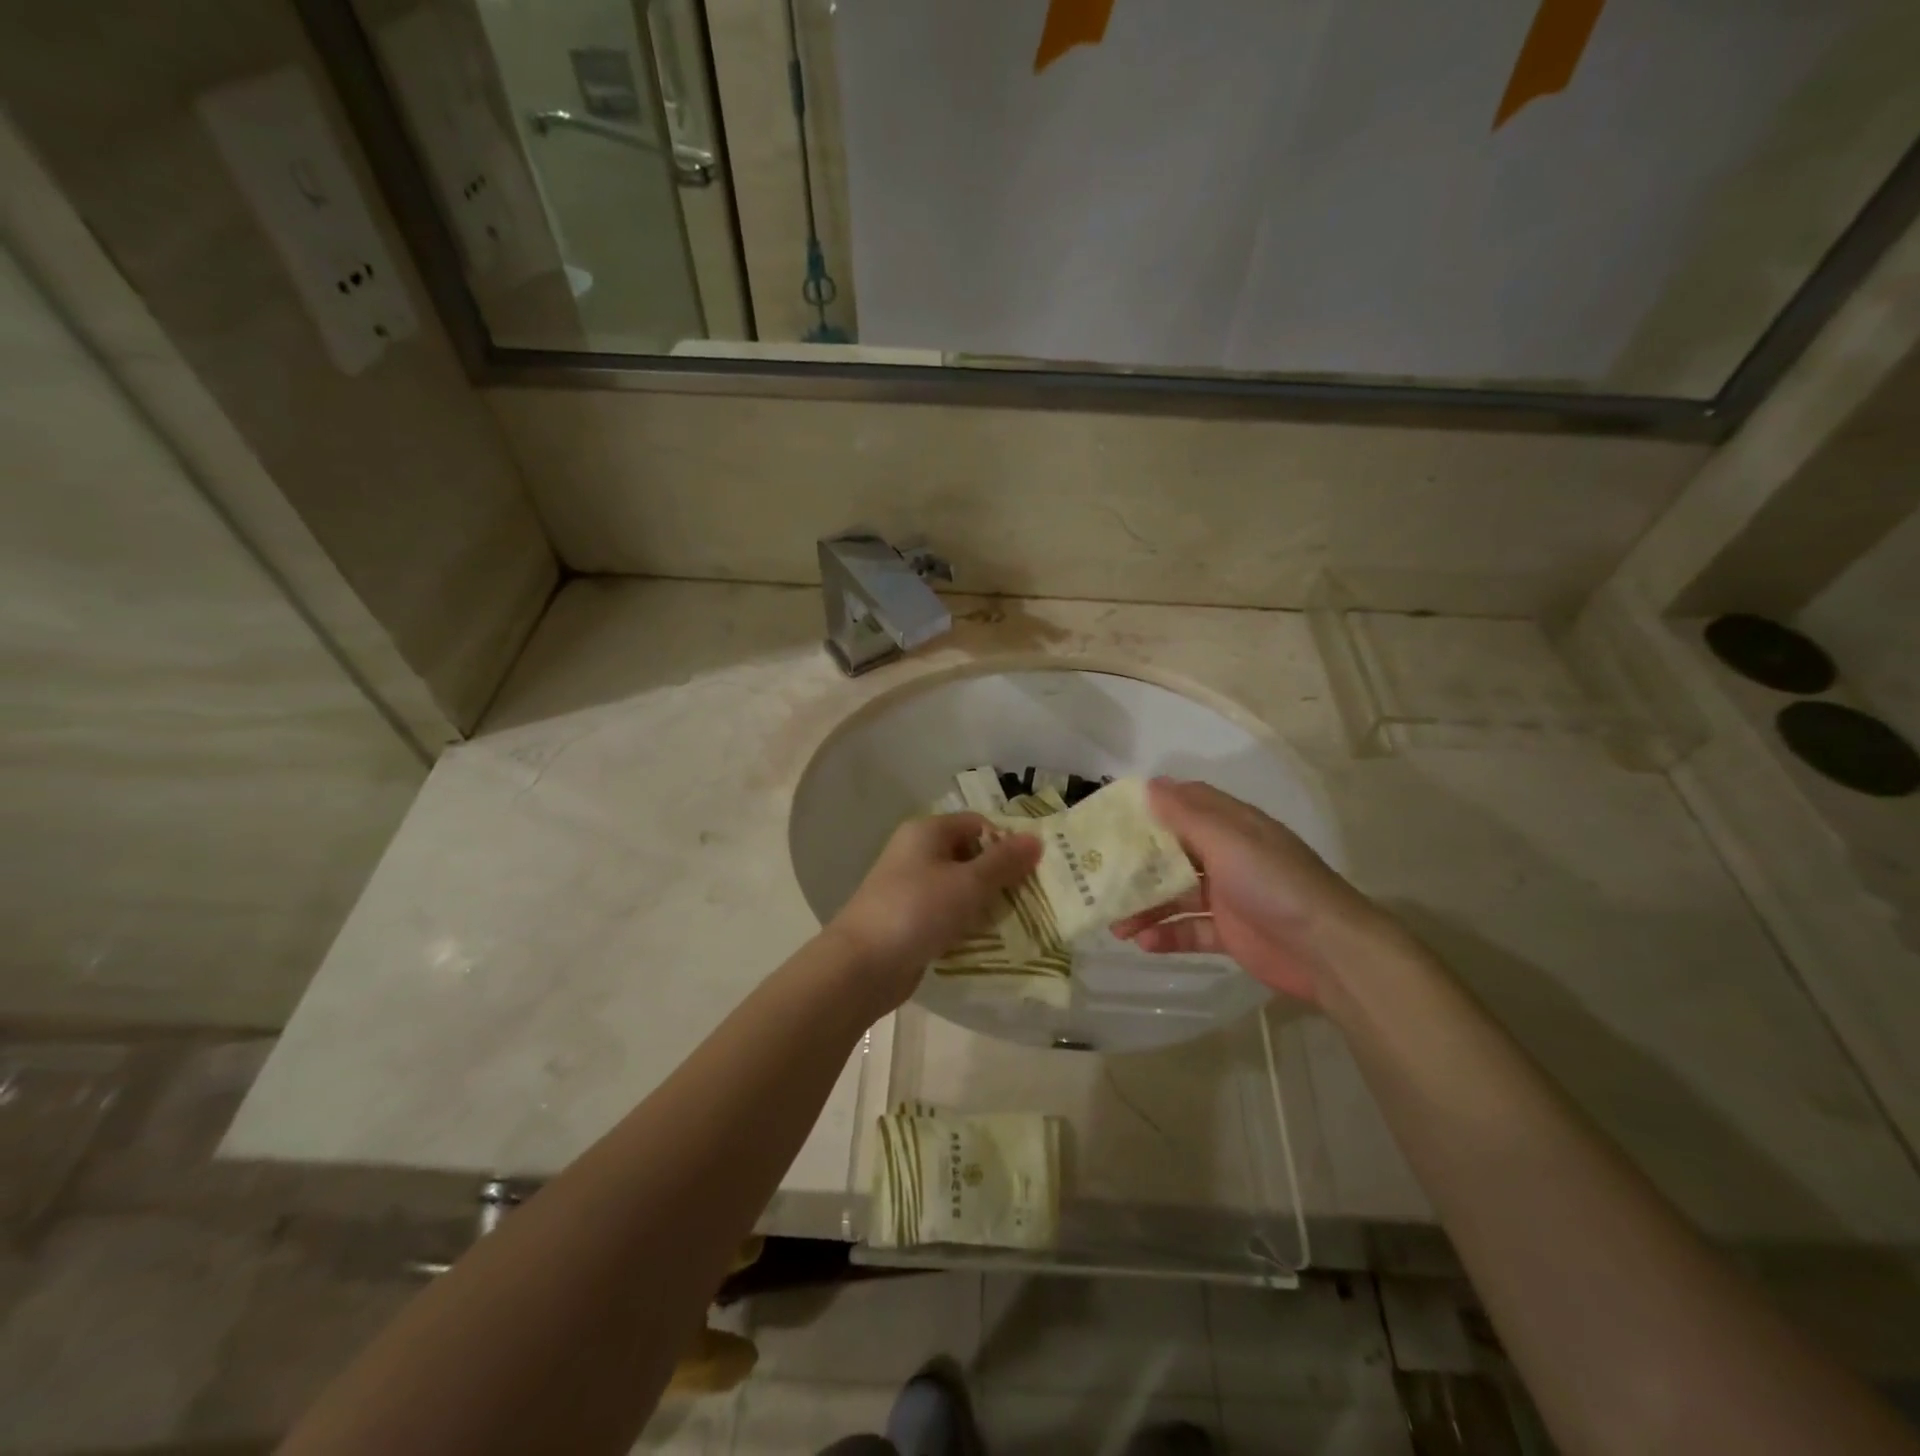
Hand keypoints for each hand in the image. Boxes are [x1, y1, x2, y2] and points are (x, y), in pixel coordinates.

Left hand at [828, 813, 1041, 1007]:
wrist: (861, 965)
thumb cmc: (917, 911)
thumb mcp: (968, 883)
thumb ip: (1004, 862)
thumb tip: (1036, 838)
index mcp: (927, 832)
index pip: (977, 824)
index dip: (1006, 841)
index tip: (1034, 868)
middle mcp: (916, 854)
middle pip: (969, 855)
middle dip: (1000, 875)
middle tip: (1033, 897)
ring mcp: (910, 888)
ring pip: (959, 888)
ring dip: (986, 903)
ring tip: (1019, 922)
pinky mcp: (909, 920)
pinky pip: (946, 914)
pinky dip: (966, 923)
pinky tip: (989, 942)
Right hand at [1112, 778, 1398, 1006]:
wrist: (1329, 951)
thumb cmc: (1275, 884)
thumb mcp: (1228, 841)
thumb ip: (1186, 815)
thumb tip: (1150, 784)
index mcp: (1231, 826)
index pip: (1185, 804)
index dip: (1150, 806)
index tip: (1111, 816)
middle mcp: (1227, 856)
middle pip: (1173, 853)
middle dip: (1138, 864)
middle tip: (1099, 875)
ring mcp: (1228, 896)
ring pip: (1176, 894)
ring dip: (1146, 906)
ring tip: (1115, 924)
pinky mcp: (1230, 933)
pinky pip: (1190, 930)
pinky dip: (1167, 935)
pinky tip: (1143, 943)